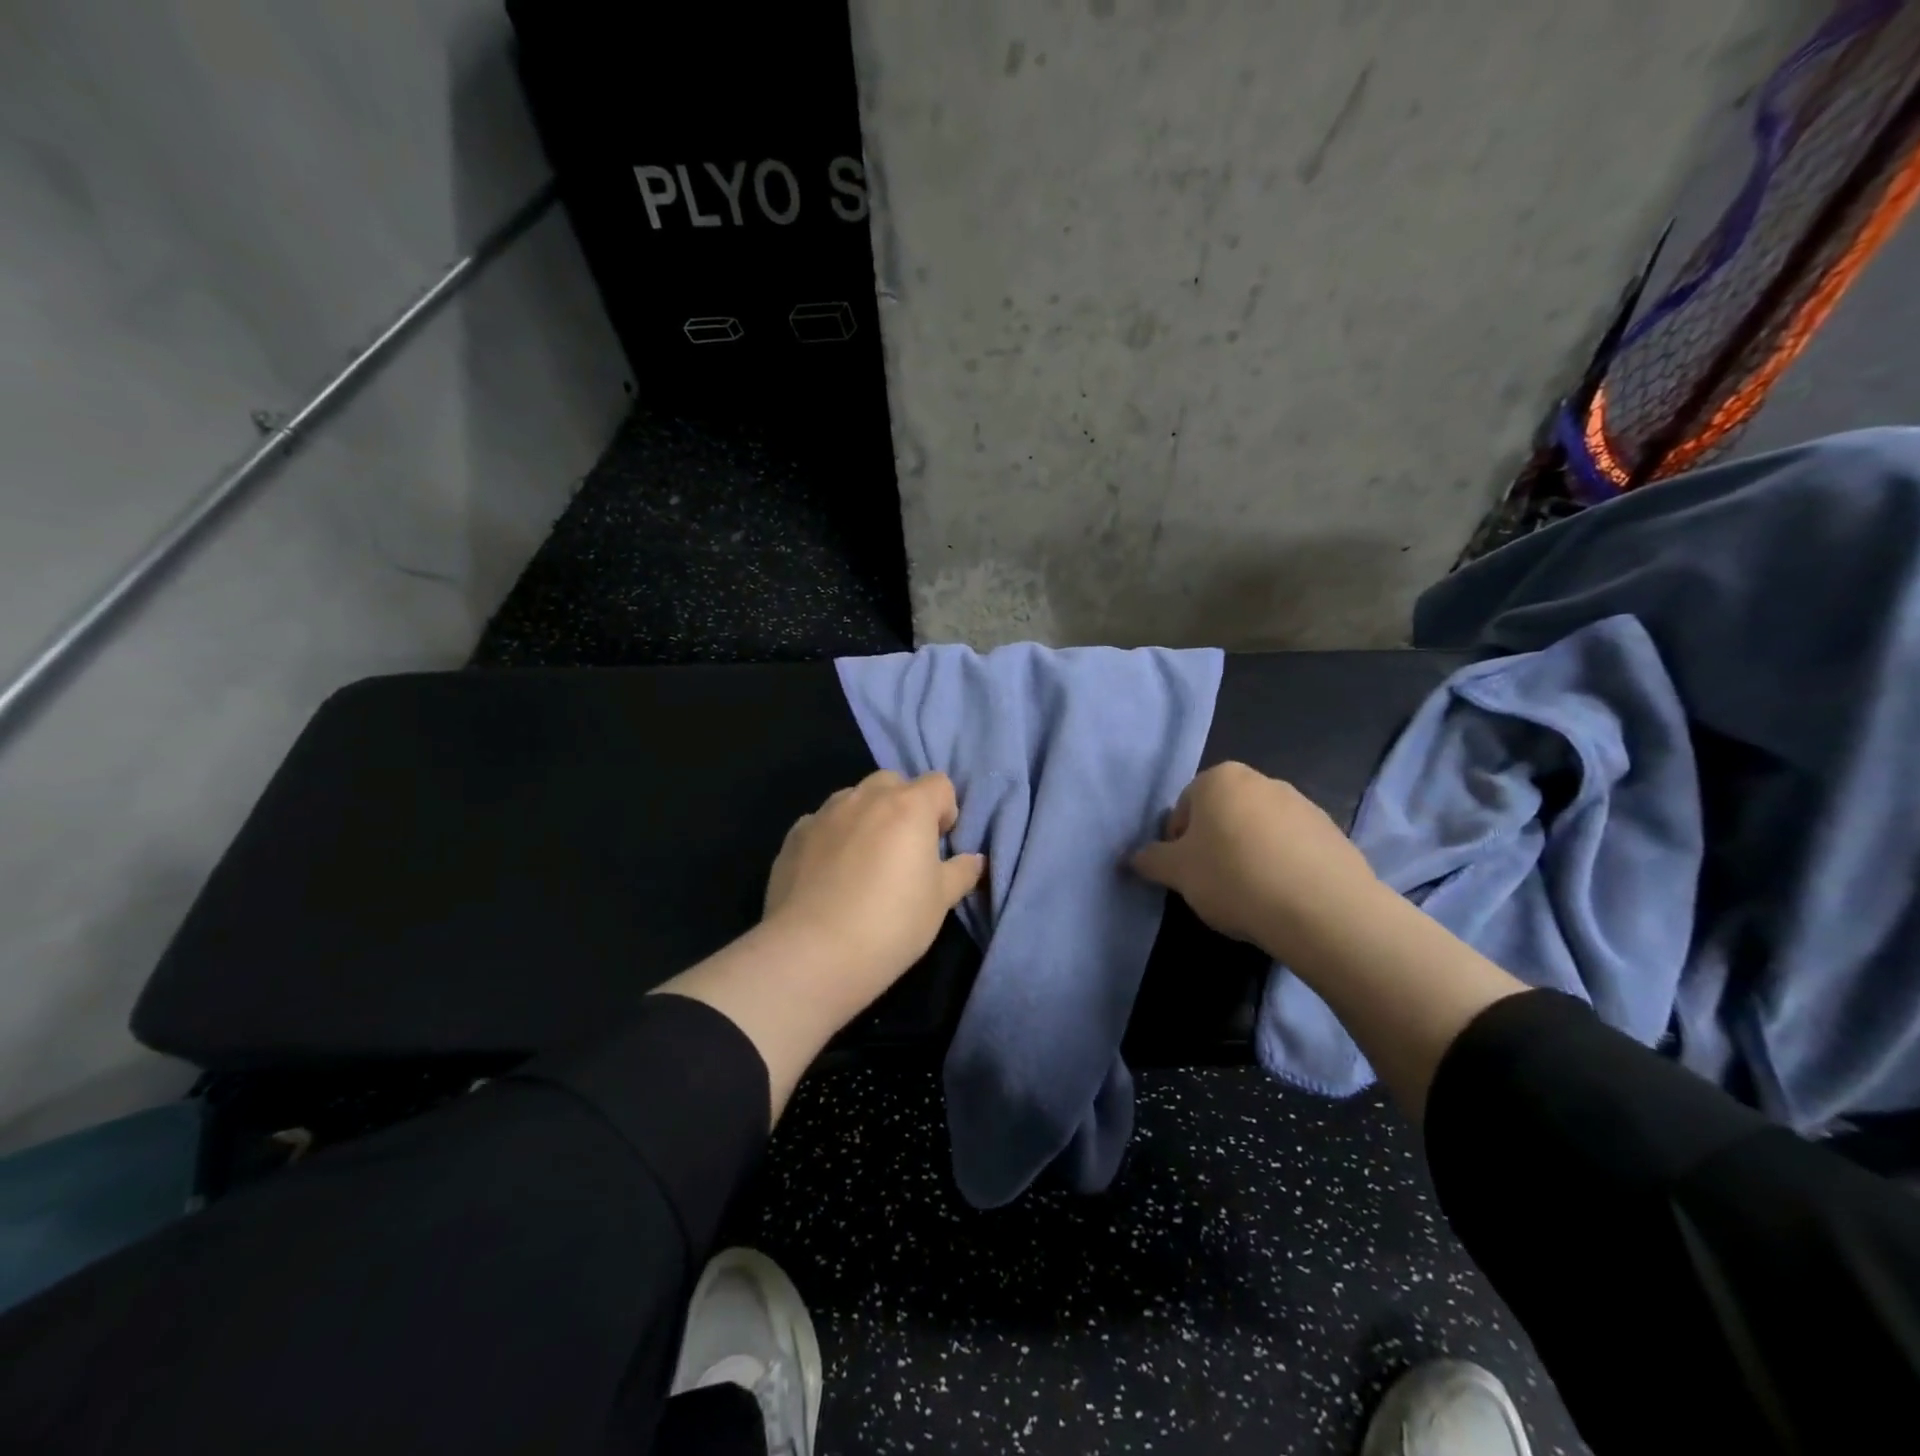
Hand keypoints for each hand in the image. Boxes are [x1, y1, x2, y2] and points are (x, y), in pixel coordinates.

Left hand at [763, 770, 985, 1011]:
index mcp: (908, 806)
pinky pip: (822, 823)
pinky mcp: (794, 835)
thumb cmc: (891, 923)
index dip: (945, 810)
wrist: (813, 953)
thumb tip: (976, 860)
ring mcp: (824, 813)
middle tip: (904, 849)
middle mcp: (865, 798)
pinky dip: (832, 836)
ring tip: (864, 861)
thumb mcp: (940, 902)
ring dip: (866, 816)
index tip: (939, 844)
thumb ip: (961, 872)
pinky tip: (830, 874)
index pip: (939, 783)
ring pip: (853, 798)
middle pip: (893, 782)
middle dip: (903, 805)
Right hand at [1132, 761, 1382, 961]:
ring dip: (1248, 855)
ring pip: (1258, 830)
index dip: (1178, 843)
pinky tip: (1282, 896)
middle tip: (1214, 884)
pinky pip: (1292, 847)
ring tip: (1251, 895)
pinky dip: (1282, 865)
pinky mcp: (1331, 831)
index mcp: (1220, 778)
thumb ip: (1151, 860)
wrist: (1322, 908)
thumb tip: (1133, 858)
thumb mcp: (1177, 872)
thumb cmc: (1234, 877)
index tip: (1186, 875)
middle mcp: (1261, 780)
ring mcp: (1302, 803)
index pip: (1183, 807)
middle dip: (1214, 845)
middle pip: (1222, 814)